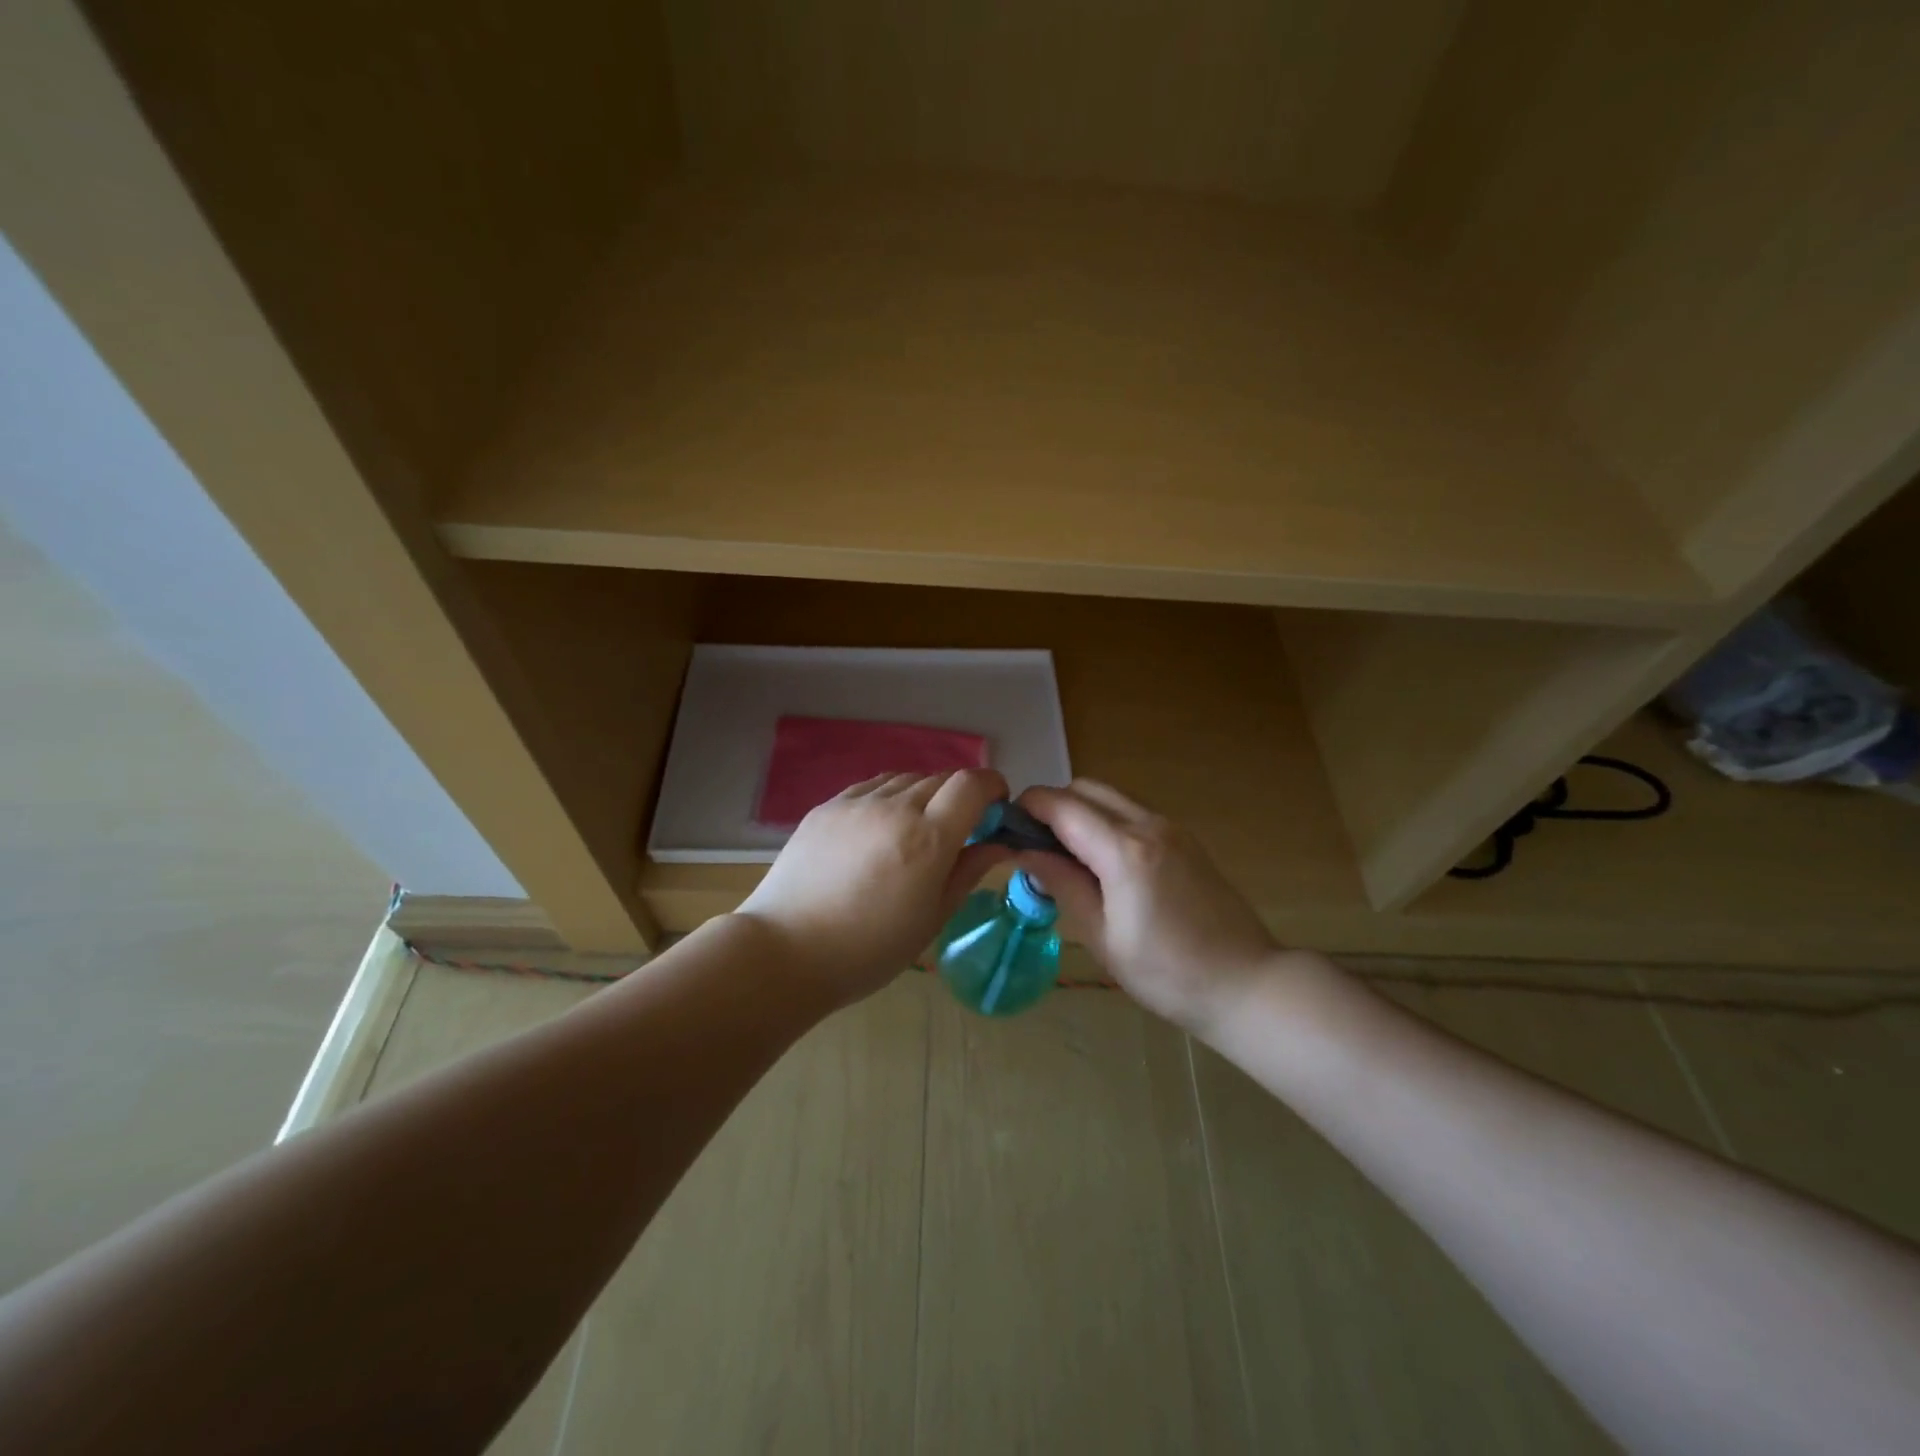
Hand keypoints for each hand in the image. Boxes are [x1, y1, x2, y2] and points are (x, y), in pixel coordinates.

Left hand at [736, 768, 1011, 1007]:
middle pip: (941, 778)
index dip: (992, 787)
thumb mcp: (932, 918)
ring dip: (924, 794)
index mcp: (927, 838)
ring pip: (906, 779)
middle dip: (960, 796)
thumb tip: (998, 844)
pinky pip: (872, 787)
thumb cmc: (869, 949)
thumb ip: (968, 872)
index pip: (972, 784)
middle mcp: (894, 807)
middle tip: (958, 829)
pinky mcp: (827, 806)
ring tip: (916, 829)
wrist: (786, 951)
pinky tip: (881, 828)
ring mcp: (856, 803)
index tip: (996, 808)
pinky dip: (890, 797)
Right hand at [1014, 780, 1278, 1034]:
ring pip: (1110, 797)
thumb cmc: (1167, 973)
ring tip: (1066, 855)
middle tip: (1035, 845)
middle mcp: (1148, 824)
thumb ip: (1062, 884)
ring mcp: (1171, 828)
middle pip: (1085, 788)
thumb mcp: (1103, 936)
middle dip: (1053, 805)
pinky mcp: (1185, 839)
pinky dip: (1106, 821)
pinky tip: (1102, 862)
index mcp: (1124, 851)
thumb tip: (1023, 852)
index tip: (1006, 827)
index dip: (1027, 807)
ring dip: (1080, 811)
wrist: (1246, 983)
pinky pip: (1133, 812)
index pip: (1061, 805)